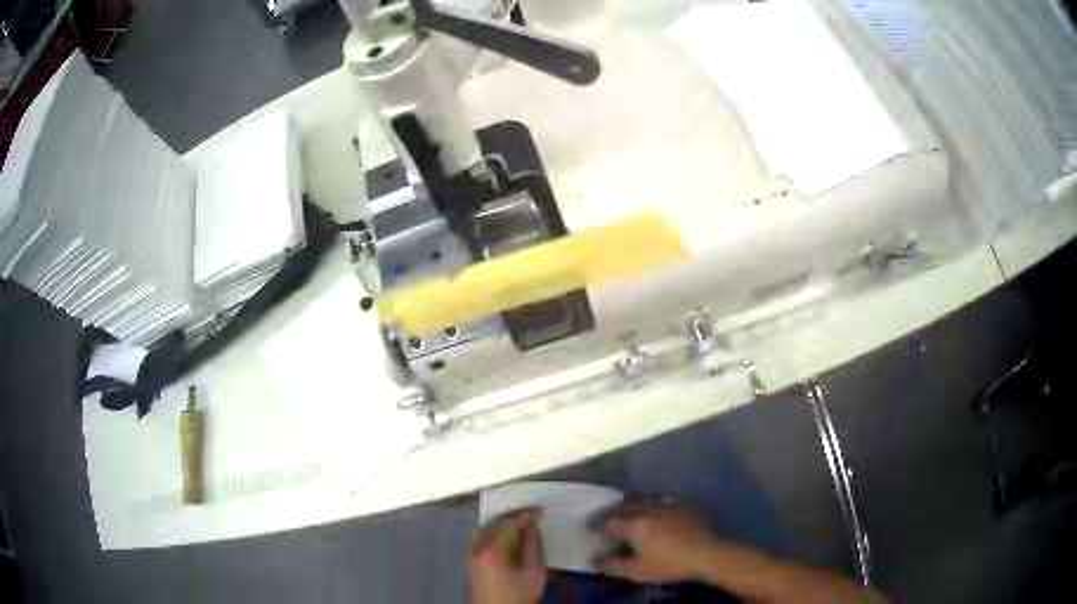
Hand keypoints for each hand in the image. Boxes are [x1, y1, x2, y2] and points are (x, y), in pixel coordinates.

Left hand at [468, 508, 547, 603]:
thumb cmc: (519, 595)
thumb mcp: (534, 571)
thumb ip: (533, 545)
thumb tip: (532, 525)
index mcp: (491, 548)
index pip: (509, 522)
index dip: (526, 514)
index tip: (542, 511)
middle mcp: (477, 546)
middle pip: (495, 521)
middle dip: (515, 515)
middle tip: (534, 513)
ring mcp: (471, 552)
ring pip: (487, 527)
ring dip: (505, 521)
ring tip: (524, 521)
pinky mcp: (471, 559)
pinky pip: (482, 535)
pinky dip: (496, 530)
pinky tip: (509, 533)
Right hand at [596, 503, 722, 583]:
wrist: (707, 553)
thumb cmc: (669, 564)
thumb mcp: (637, 572)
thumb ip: (612, 566)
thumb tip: (595, 560)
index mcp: (633, 525)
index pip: (608, 522)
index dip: (598, 527)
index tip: (593, 532)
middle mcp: (646, 509)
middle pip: (623, 508)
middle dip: (613, 515)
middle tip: (609, 524)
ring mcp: (665, 505)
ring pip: (641, 502)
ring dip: (631, 508)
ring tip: (629, 518)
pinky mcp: (681, 505)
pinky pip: (658, 502)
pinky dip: (649, 508)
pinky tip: (654, 517)